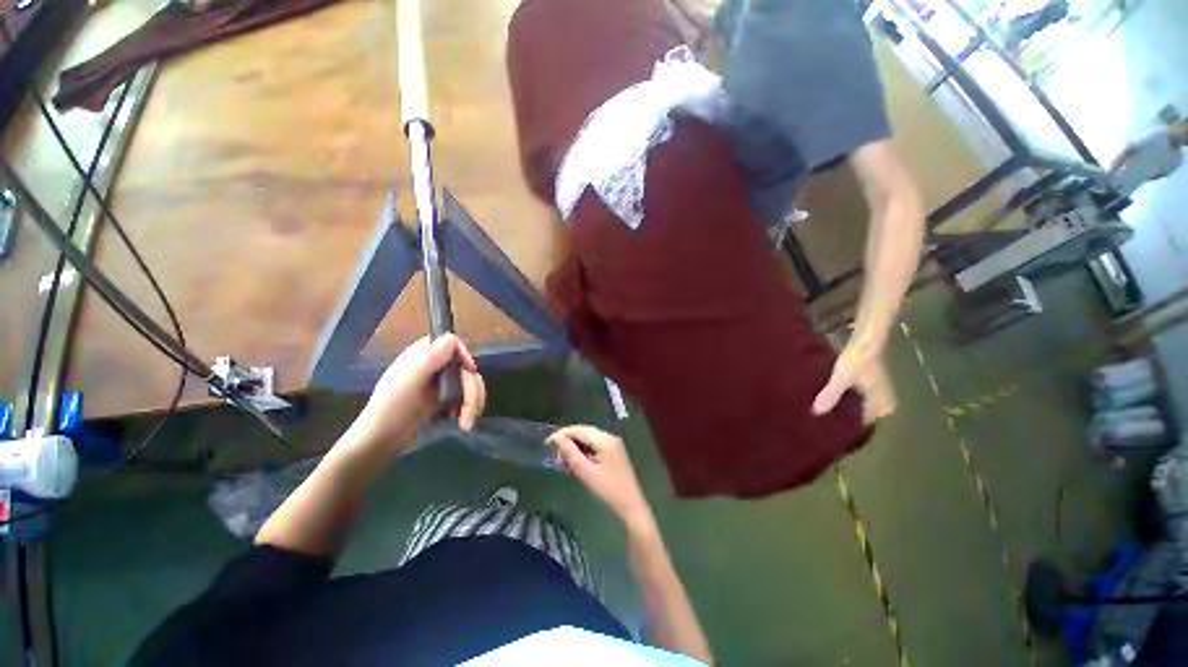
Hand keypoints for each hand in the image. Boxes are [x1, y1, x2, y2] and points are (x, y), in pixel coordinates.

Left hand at [347, 334, 485, 451]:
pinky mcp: (444, 397)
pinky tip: (461, 419)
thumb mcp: (410, 378)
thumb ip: (431, 356)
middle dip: (472, 391)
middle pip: (466, 368)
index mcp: (423, 354)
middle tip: (469, 412)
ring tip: (466, 423)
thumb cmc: (392, 407)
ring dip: (473, 402)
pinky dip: (468, 407)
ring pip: (470, 383)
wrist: (380, 439)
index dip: (464, 357)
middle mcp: (434, 364)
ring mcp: (440, 382)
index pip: (453, 344)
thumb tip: (455, 339)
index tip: (468, 372)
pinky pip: (466, 396)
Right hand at [548, 426, 653, 530]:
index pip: (579, 430)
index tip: (547, 444)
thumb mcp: (587, 473)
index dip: (562, 434)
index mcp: (604, 439)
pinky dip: (583, 451)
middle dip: (568, 440)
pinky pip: (595, 445)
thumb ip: (571, 454)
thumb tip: (557, 438)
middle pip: (584, 432)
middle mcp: (609, 437)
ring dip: (575, 446)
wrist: (631, 506)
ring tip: (563, 461)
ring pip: (589, 438)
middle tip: (554, 455)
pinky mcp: (614, 453)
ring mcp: (613, 444)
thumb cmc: (609, 490)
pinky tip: (576, 462)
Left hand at [812, 342, 895, 423]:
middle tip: (823, 422)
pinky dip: (847, 398)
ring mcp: (880, 392)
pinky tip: (832, 397)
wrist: (866, 340)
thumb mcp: (841, 379)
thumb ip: (831, 395)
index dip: (849, 428)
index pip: (866, 424)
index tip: (830, 431)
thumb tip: (816, 413)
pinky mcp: (872, 382)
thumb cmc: (857, 361)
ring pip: (861, 406)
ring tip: (825, 411)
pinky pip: (859, 396)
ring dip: (846, 407)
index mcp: (882, 405)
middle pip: (863, 416)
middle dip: (845, 418)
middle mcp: (885, 402)